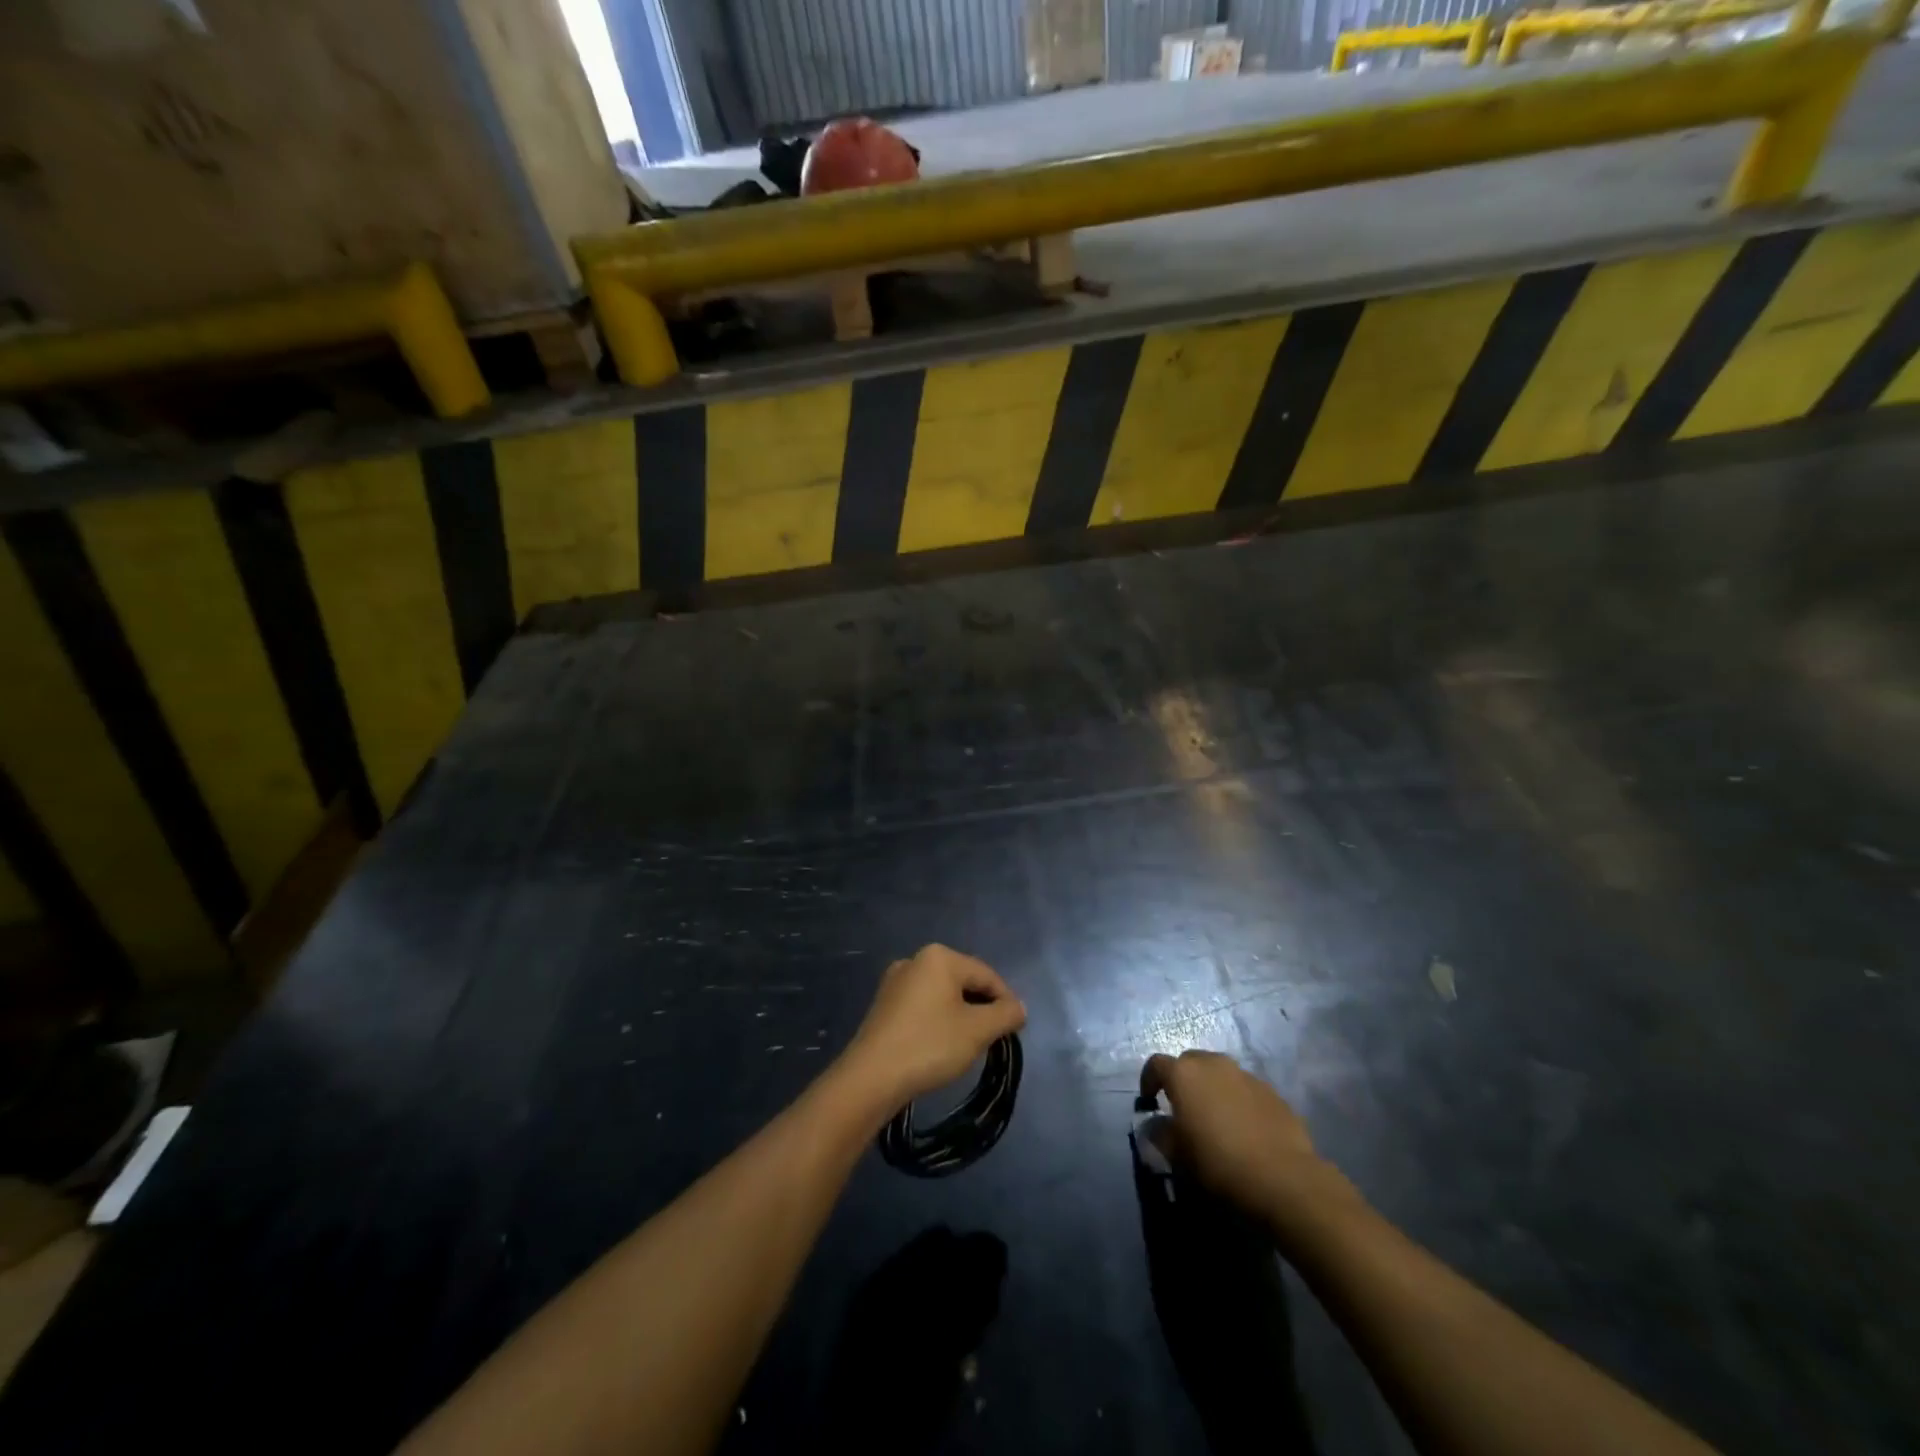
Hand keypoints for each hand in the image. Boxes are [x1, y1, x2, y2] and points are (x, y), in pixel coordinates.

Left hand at [840, 945, 1026, 1111]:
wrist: (871, 1077)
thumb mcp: (977, 1031)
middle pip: (964, 982)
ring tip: (969, 1045)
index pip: (986, 975)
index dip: (1006, 1001)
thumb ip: (1005, 1014)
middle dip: (982, 1008)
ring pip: (943, 995)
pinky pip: (923, 1007)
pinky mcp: (884, 1005)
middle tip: (993, 1039)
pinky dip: (938, 1021)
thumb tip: (1019, 1007)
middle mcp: (915, 960)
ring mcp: (895, 982)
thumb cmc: (929, 1045)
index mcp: (939, 956)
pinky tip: (940, 1046)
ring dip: (961, 1016)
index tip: (1016, 1030)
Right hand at [1141, 1050, 1352, 1233]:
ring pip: (1220, 1073)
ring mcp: (1246, 1075)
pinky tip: (1243, 1128)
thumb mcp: (1178, 1156)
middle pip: (1190, 1062)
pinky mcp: (1272, 1092)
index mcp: (1184, 1074)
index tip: (1149, 1101)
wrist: (1283, 1178)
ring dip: (1212, 1088)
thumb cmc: (1218, 1163)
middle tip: (1182, 1108)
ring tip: (1215, 1118)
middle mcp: (1214, 1064)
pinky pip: (1245, 1089)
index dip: (1149, 1081)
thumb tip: (1155, 1127)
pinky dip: (1237, 1100)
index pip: (1156, 1065)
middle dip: (1182, 1080)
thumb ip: (1160, 1135)